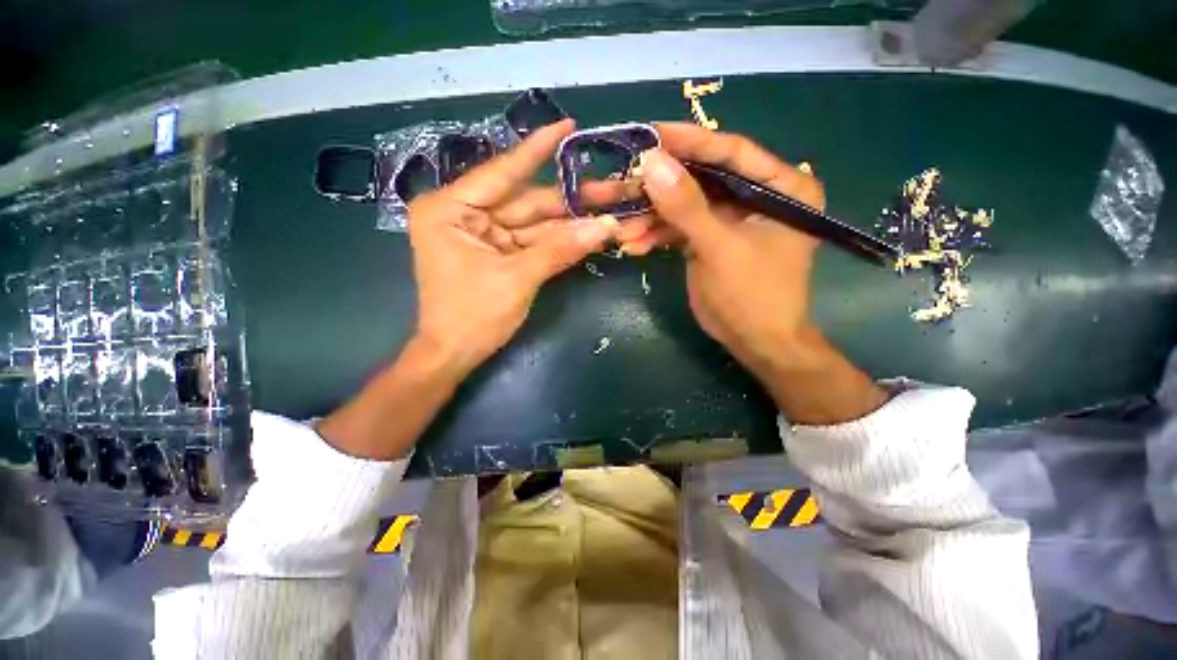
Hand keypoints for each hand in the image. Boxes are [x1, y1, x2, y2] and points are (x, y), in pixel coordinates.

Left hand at [318, 120, 617, 459]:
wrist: (454, 355)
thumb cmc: (472, 316)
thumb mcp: (517, 279)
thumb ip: (560, 249)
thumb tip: (605, 227)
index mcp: (451, 209)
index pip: (502, 172)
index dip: (537, 150)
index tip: (566, 125)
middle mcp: (465, 215)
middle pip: (525, 202)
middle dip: (568, 200)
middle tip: (609, 189)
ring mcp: (484, 236)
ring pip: (534, 224)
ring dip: (570, 223)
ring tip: (608, 212)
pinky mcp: (499, 254)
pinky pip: (533, 242)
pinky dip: (559, 242)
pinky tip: (588, 233)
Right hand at [625, 123, 885, 424]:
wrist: (756, 342)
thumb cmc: (753, 297)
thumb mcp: (720, 249)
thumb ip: (687, 207)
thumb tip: (651, 162)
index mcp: (780, 186)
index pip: (730, 151)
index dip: (688, 142)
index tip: (647, 136)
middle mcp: (755, 195)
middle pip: (699, 177)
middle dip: (657, 186)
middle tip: (619, 183)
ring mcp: (728, 218)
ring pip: (682, 204)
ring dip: (649, 216)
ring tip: (619, 226)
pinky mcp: (709, 238)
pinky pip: (678, 228)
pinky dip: (655, 235)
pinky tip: (633, 244)